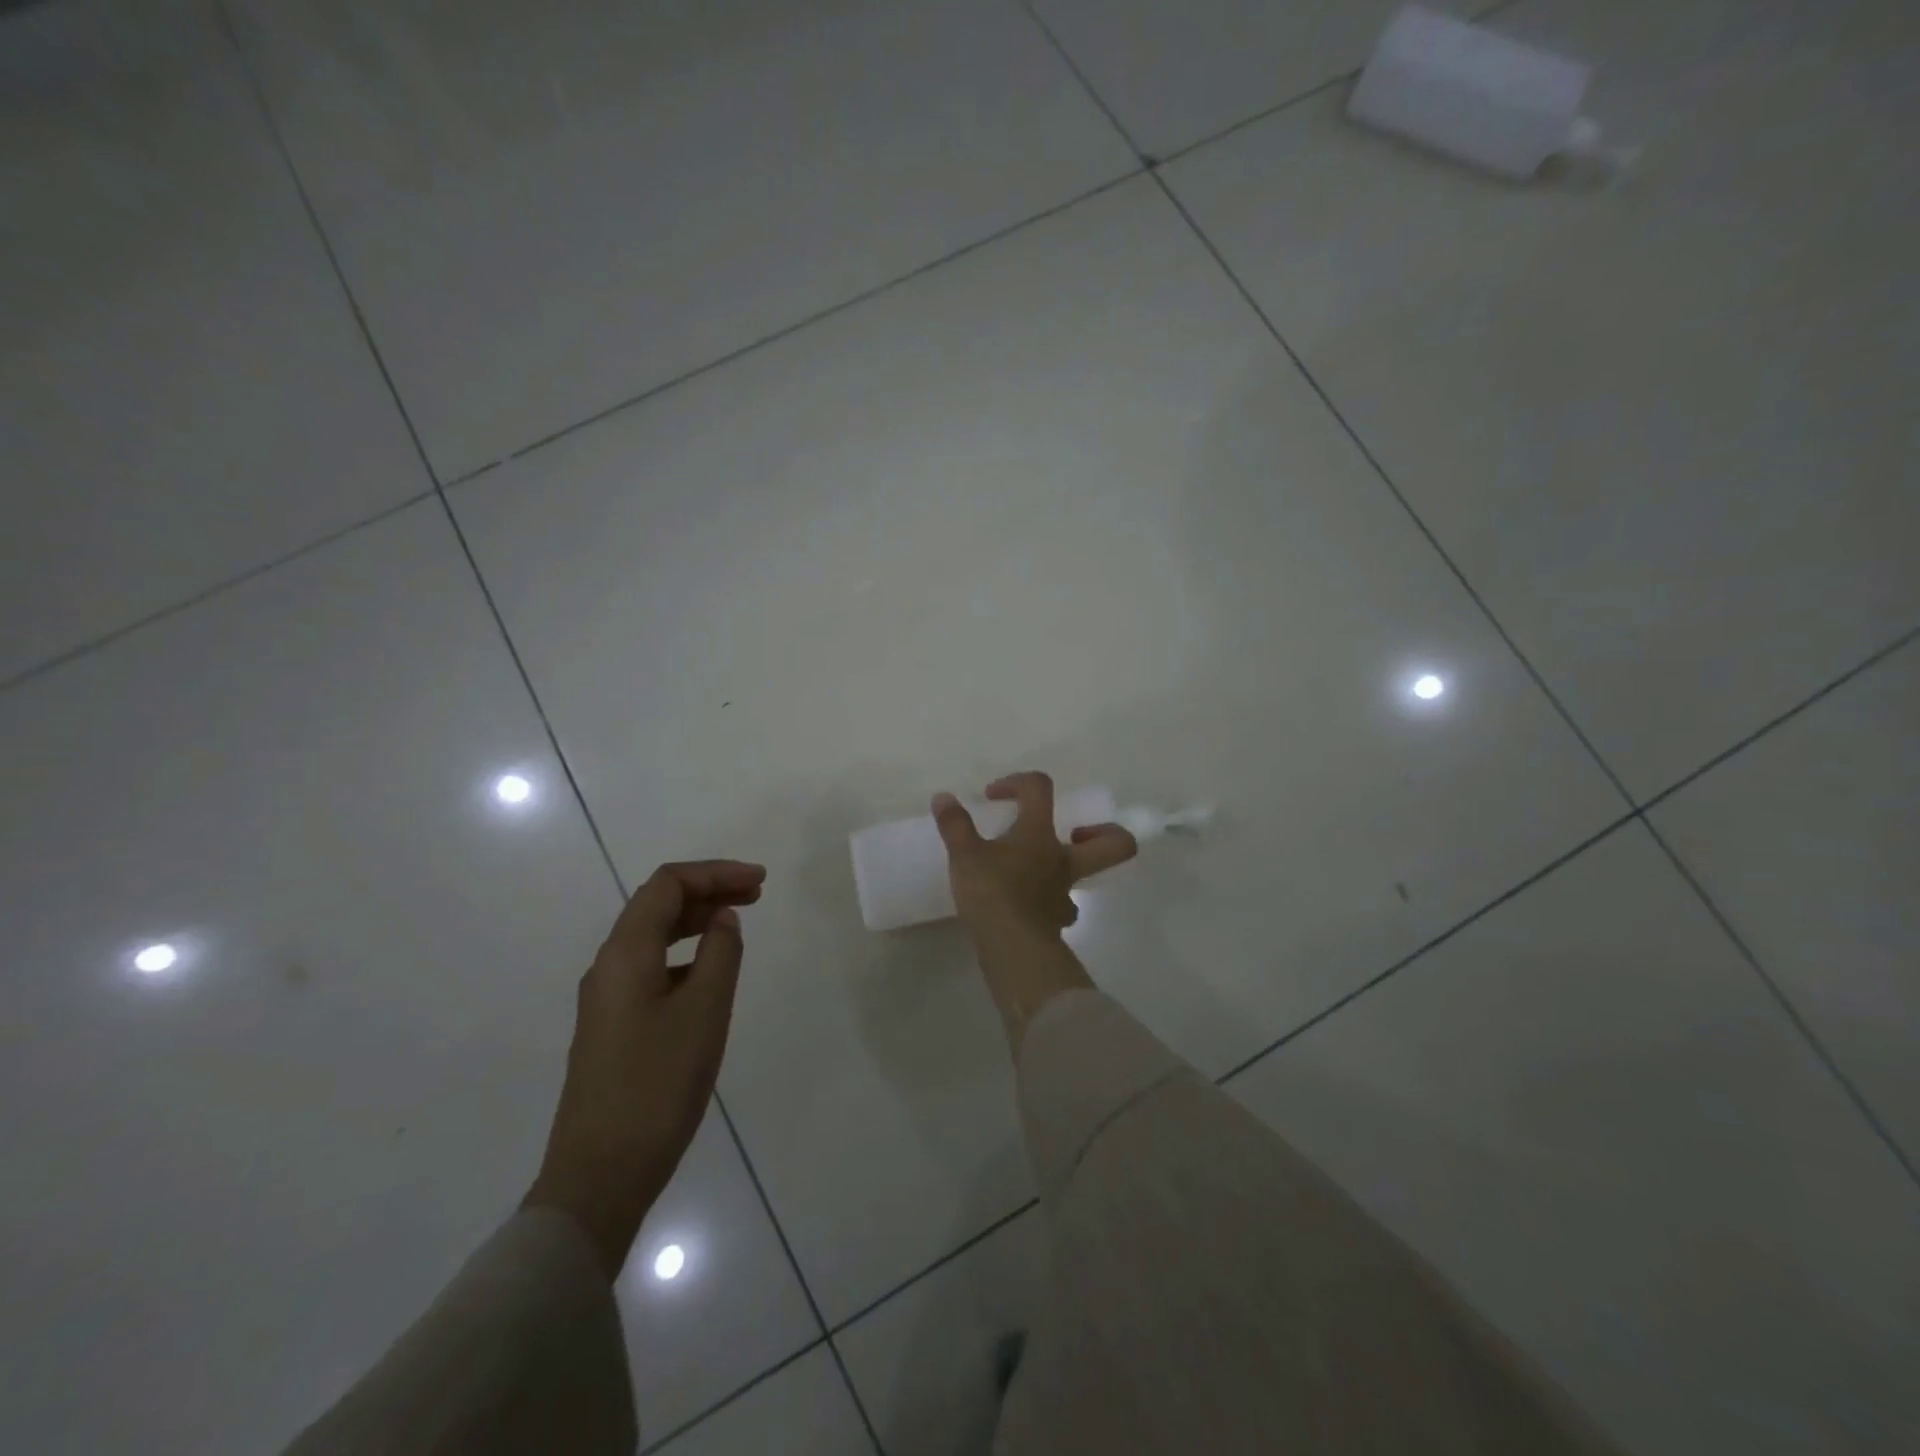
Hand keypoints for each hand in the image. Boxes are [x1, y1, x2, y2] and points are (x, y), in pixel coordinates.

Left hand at [524, 860, 764, 1278]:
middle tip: (757, 895)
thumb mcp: (705, 1010)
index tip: (760, 882)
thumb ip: (720, 953)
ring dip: (697, 921)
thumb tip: (722, 919)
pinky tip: (710, 974)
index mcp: (626, 953)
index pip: (668, 885)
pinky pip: (651, 968)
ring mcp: (607, 1000)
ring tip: (739, 924)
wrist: (601, 1174)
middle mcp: (609, 967)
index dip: (715, 872)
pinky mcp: (613, 1028)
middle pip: (657, 906)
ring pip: (653, 938)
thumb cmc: (658, 1084)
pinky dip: (685, 954)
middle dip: (708, 891)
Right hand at [932, 772, 1136, 944]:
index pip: (1040, 789)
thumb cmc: (991, 891)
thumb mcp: (964, 854)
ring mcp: (1064, 893)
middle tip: (1074, 831)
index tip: (993, 797)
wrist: (1011, 947)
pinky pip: (1061, 906)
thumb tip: (943, 798)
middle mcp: (1061, 859)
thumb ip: (954, 824)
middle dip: (1105, 831)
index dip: (1017, 782)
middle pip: (1114, 844)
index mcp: (1039, 833)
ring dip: (1067, 868)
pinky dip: (1048, 901)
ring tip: (1036, 869)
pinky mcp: (1056, 921)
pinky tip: (1028, 905)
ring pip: (1084, 876)